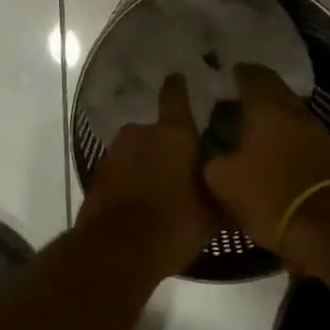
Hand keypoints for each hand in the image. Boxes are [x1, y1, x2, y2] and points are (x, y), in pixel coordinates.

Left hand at [79, 74, 218, 278]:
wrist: (116, 251)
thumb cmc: (174, 224)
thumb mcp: (212, 214)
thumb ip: (221, 191)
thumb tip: (232, 186)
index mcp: (173, 134)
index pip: (176, 97)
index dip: (178, 87)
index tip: (179, 77)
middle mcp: (140, 134)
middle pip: (156, 132)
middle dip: (166, 146)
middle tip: (180, 169)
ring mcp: (114, 154)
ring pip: (136, 153)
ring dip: (145, 166)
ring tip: (160, 193)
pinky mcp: (97, 178)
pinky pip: (120, 174)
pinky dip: (129, 184)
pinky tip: (140, 207)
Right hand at [202, 64, 329, 252]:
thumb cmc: (271, 195)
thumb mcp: (224, 181)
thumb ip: (213, 159)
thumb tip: (213, 152)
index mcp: (268, 107)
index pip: (253, 75)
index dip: (240, 72)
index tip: (228, 73)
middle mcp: (295, 112)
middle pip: (276, 91)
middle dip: (257, 92)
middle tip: (236, 99)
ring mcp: (317, 133)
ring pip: (290, 113)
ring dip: (273, 115)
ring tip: (252, 126)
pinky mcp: (329, 156)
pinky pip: (301, 136)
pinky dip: (286, 137)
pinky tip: (273, 151)